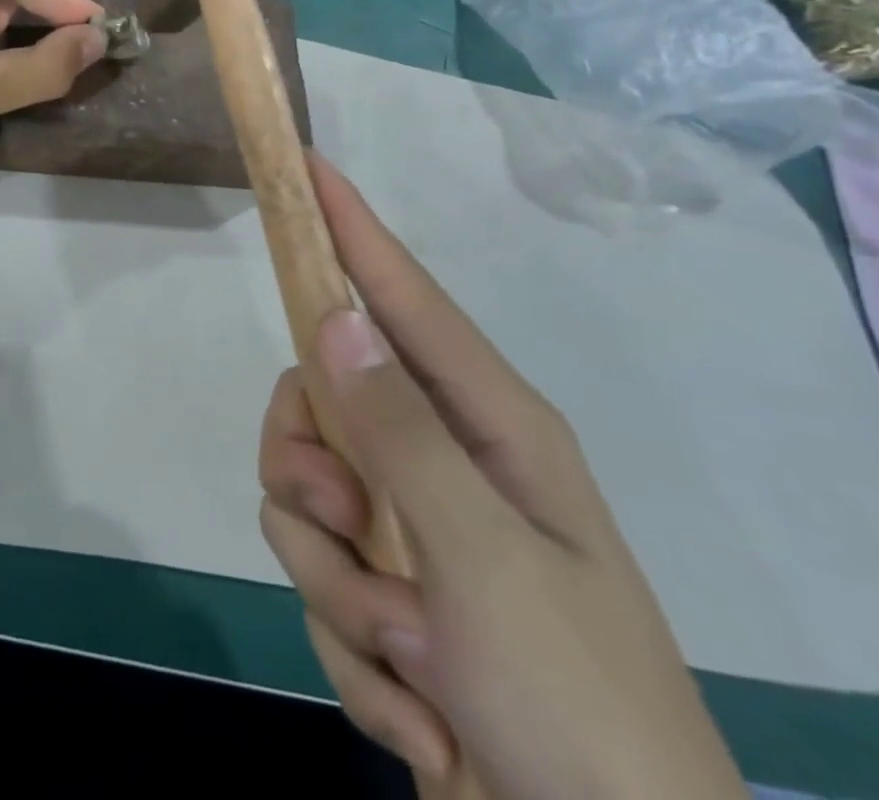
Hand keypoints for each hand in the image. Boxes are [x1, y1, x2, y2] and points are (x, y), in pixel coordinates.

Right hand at [258, 153, 742, 799]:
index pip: (403, 297)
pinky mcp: (389, 596)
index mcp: (490, 426)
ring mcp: (414, 531)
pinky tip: (421, 710)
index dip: (353, 228)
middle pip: (319, 402)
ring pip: (303, 500)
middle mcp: (443, 460)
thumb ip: (399, 432)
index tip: (309, 169)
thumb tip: (333, 320)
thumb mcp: (484, 561)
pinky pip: (319, 583)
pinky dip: (357, 654)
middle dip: (309, 469)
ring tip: (411, 657)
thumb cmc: (575, 706)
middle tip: (349, 527)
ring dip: (338, 588)